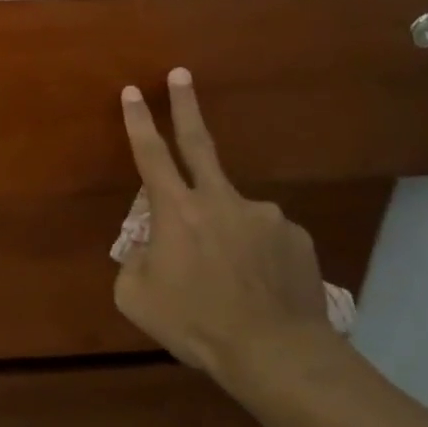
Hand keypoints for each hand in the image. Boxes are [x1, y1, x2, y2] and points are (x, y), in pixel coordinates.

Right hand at [114, 68, 337, 400]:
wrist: (274, 351)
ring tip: (228, 279)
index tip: (133, 91)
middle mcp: (220, 200)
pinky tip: (258, 287)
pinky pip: (265, 239)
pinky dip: (255, 255)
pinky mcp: (294, 236)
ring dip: (224, 233)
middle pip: (198, 143)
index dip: (138, 121)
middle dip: (186, 106)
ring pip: (232, 213)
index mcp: (176, 211)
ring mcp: (263, 215)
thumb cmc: (195, 323)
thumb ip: (135, 262)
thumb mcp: (137, 298)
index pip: (150, 155)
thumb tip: (148, 248)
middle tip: (182, 75)